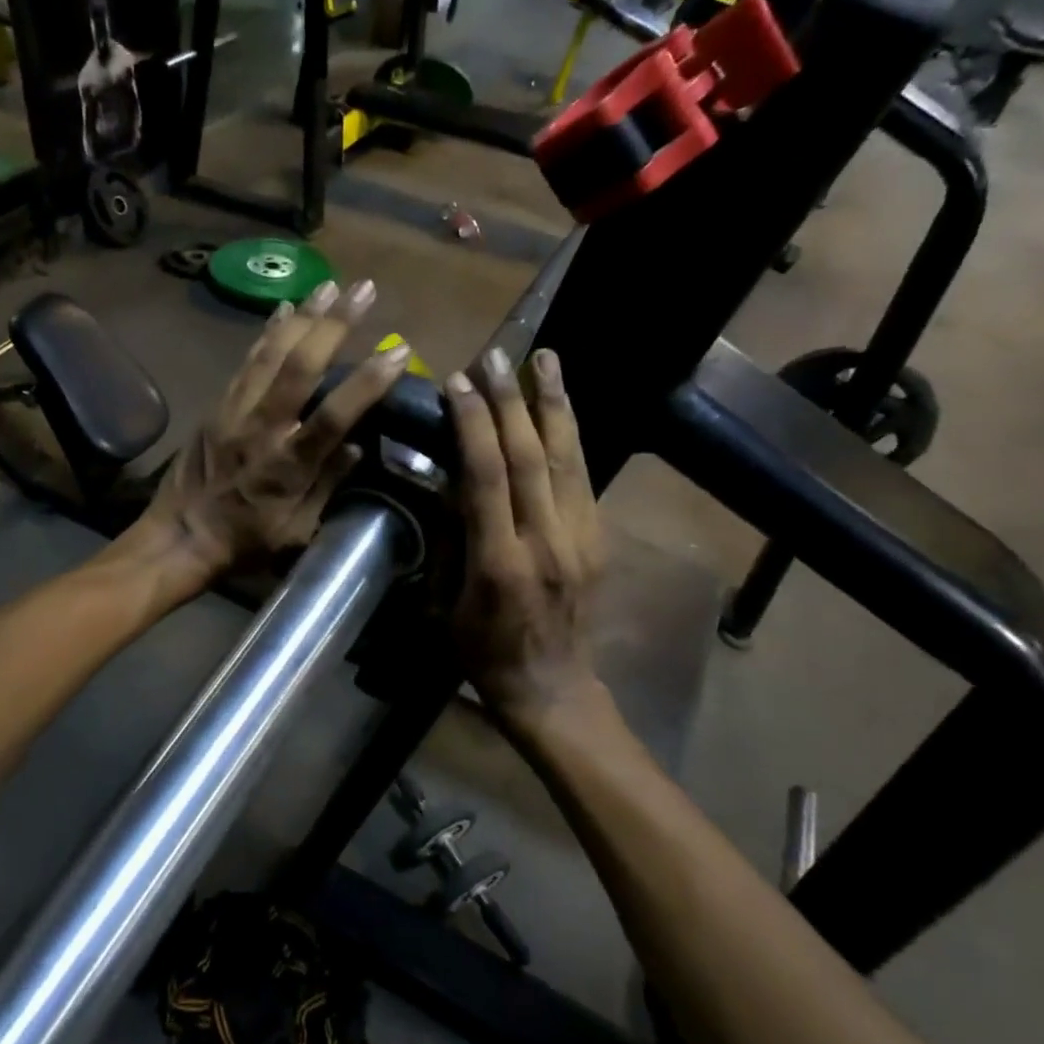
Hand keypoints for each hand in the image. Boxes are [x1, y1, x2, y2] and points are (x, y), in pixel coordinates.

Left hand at [132, 279, 414, 587]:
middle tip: (365, 289)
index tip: (399, 351)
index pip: (334, 415)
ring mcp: (235, 411)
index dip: (368, 381)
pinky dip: (267, 331)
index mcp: (288, 465)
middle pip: (300, 365)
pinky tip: (283, 308)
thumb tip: (356, 445)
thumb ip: (327, 487)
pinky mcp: (217, 405)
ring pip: (270, 352)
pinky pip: (246, 360)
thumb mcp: (297, 533)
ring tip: (330, 284)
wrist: (179, 537)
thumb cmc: (245, 543)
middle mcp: (262, 428)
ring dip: (303, 315)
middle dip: (336, 324)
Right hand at [448, 346, 607, 729]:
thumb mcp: (445, 604)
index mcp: (501, 563)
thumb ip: (449, 540)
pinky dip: (570, 434)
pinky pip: (583, 476)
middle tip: (495, 355)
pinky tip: (560, 406)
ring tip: (545, 358)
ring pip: (570, 458)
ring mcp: (581, 538)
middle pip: (532, 457)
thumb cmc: (482, 651)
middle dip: (511, 401)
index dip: (473, 425)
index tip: (457, 383)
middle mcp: (548, 542)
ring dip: (554, 404)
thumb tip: (449, 481)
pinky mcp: (599, 539)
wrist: (551, 687)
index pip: (488, 478)